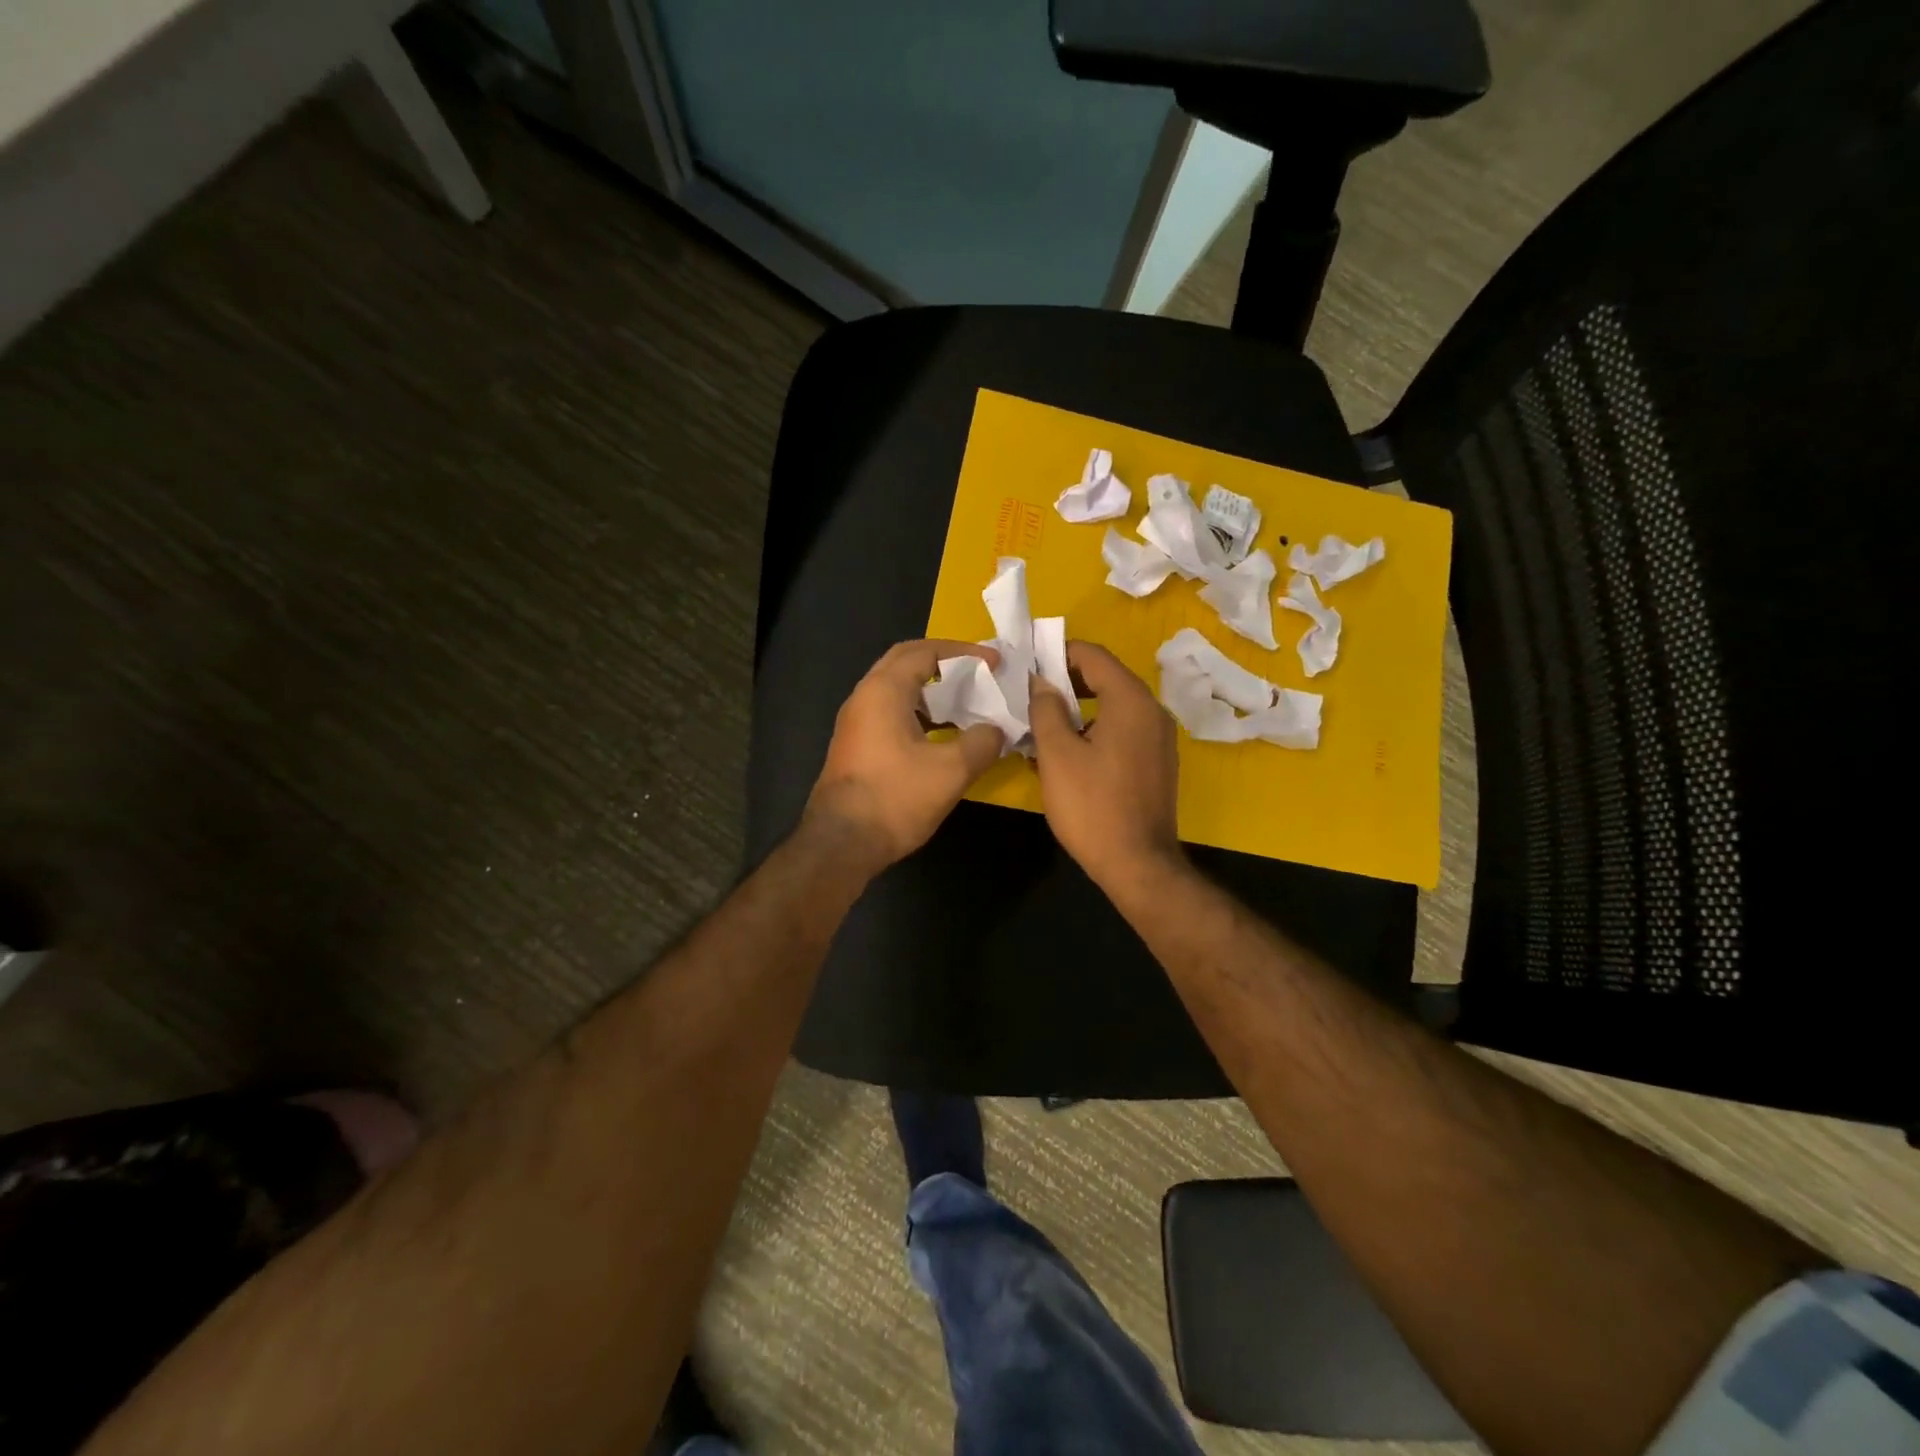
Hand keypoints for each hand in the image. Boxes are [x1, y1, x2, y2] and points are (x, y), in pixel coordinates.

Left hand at [804, 639, 1005, 871]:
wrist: (842, 844)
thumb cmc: (895, 798)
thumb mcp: (952, 770)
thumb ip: (982, 742)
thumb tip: (996, 730)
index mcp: (883, 691)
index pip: (925, 651)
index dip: (963, 652)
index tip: (994, 662)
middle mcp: (864, 697)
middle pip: (906, 662)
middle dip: (944, 662)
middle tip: (978, 673)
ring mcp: (856, 722)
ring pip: (897, 689)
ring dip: (932, 689)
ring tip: (966, 702)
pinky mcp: (856, 745)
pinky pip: (891, 712)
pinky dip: (920, 712)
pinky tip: (943, 734)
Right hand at [1027, 641, 1180, 887]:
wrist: (1137, 864)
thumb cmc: (1092, 805)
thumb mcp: (1057, 754)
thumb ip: (1046, 709)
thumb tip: (1041, 682)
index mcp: (1131, 701)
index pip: (1093, 655)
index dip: (1058, 652)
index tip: (1027, 663)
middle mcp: (1152, 711)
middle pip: (1105, 678)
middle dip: (1065, 681)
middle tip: (1029, 693)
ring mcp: (1159, 739)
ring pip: (1112, 707)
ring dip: (1077, 709)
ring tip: (1040, 725)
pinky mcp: (1156, 763)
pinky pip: (1121, 732)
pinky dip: (1093, 731)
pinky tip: (1064, 753)